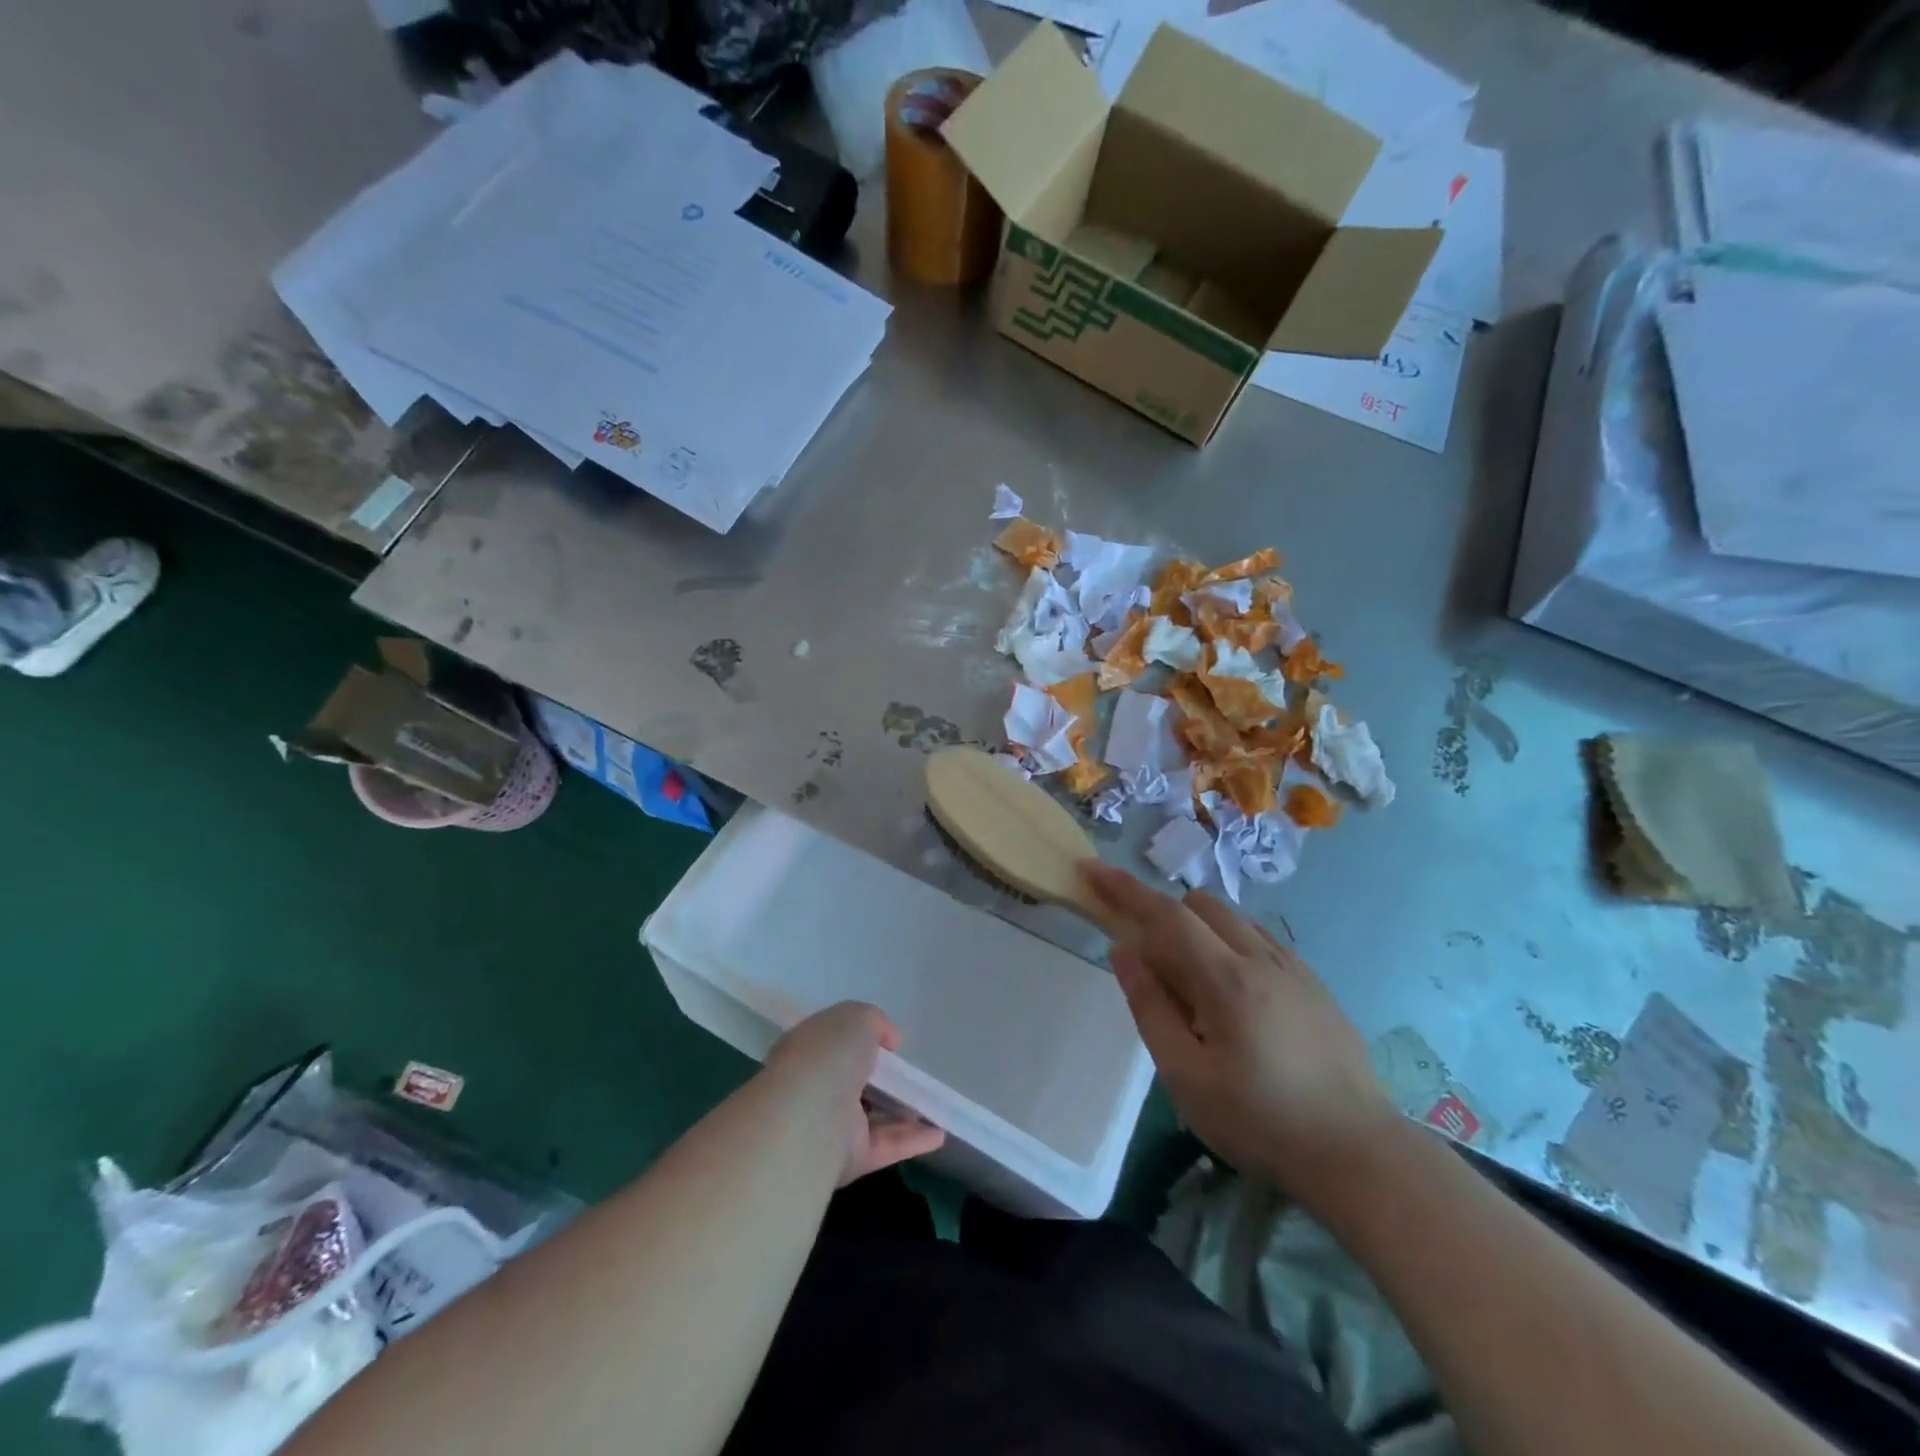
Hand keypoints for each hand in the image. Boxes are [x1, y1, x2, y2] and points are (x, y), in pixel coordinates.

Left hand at [764, 1002, 945, 1186]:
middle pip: (853, 1082)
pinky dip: (912, 1140)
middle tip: (909, 1075)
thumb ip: (876, 1023)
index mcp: (808, 1049)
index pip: (833, 1043)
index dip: (858, 1040)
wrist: (809, 1117)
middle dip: (880, 1079)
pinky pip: (886, 1145)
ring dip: (901, 1112)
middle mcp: (815, 1087)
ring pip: (872, 1117)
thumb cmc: (829, 1055)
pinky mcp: (849, 1159)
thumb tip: (888, 1041)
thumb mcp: (857, 1017)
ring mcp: (831, 1126)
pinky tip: (939, 1134)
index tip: (887, 1043)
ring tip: (933, 1104)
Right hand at [1079, 862, 1397, 1206]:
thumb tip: (1123, 950)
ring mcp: (1295, 968)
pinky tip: (1234, 995)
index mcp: (1226, 980)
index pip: (1166, 915)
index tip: (1091, 870)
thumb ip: (1150, 1007)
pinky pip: (1261, 940)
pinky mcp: (1315, 984)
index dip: (1124, 889)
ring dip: (1199, 930)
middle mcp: (1262, 958)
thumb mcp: (1186, 1076)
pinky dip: (1231, 944)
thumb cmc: (1261, 1122)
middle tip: (1151, 965)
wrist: (1359, 1155)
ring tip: (1193, 986)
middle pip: (1200, 906)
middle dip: (1163, 915)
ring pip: (1233, 919)